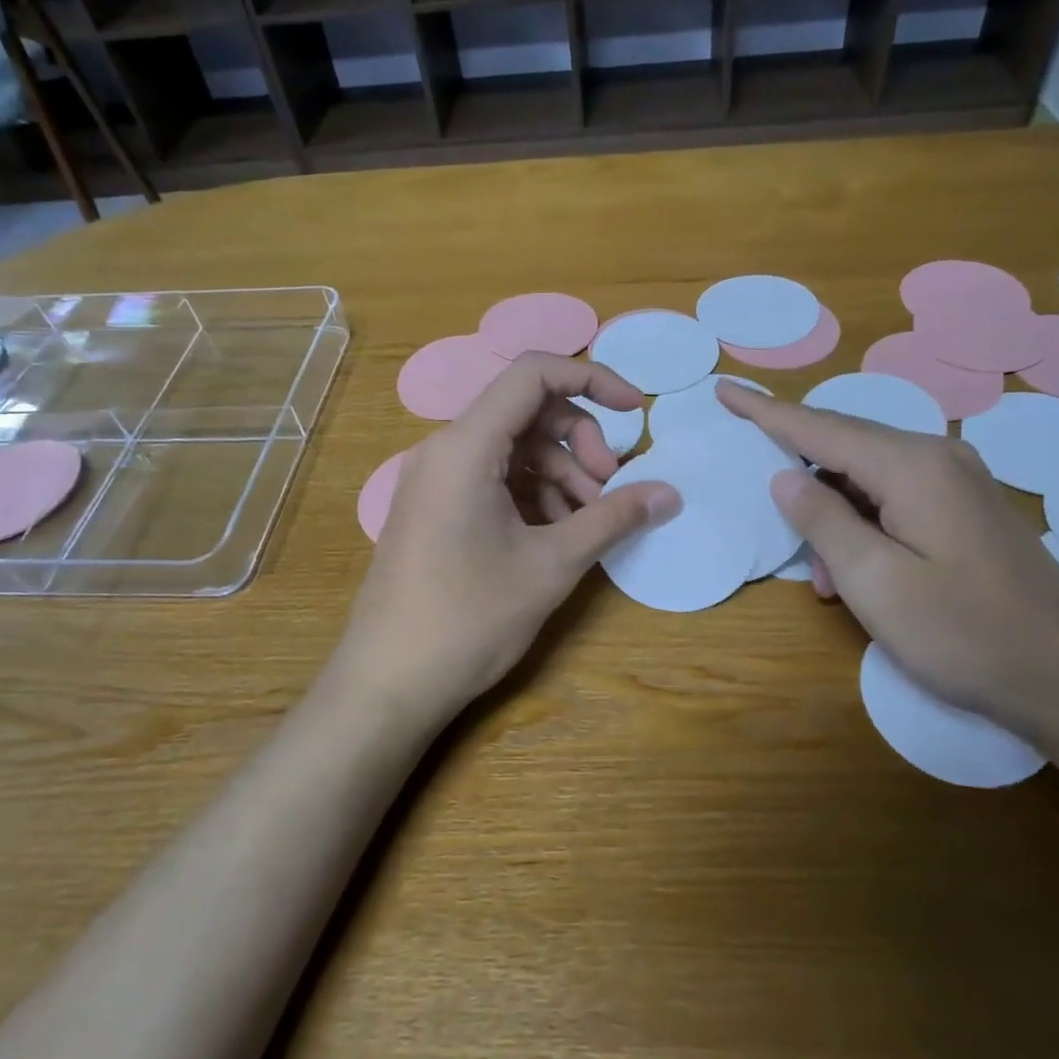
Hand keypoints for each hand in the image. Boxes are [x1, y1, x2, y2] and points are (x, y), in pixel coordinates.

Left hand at [329, 353, 679, 730]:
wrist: (388, 684)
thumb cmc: (469, 619)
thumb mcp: (552, 565)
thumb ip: (613, 518)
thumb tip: (670, 495)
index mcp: (466, 446)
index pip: (534, 373)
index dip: (593, 379)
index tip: (636, 412)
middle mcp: (445, 450)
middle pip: (528, 413)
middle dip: (580, 443)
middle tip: (610, 490)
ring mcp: (436, 480)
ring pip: (514, 450)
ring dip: (561, 476)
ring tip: (588, 525)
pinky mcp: (435, 509)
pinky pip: (493, 480)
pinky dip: (533, 496)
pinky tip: (556, 537)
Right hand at [717, 382, 1058, 738]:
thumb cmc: (964, 633)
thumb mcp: (876, 582)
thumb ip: (823, 521)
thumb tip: (784, 478)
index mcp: (911, 466)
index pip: (820, 427)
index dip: (766, 411)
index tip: (725, 389)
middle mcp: (938, 457)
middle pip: (845, 444)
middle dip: (796, 466)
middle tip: (755, 482)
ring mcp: (959, 481)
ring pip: (869, 477)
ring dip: (833, 513)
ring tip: (821, 576)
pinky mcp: (968, 509)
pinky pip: (896, 497)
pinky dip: (863, 524)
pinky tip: (857, 572)